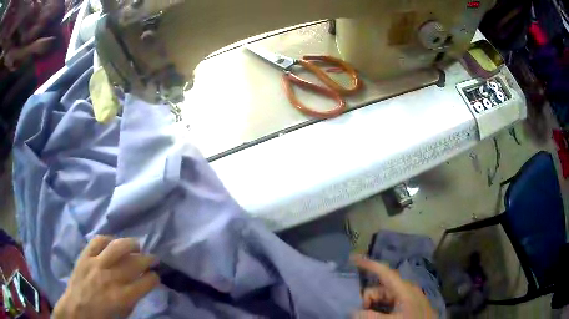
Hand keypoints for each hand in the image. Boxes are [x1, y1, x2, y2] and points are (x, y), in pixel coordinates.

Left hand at [53, 236, 159, 318]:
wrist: (77, 309)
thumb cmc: (102, 316)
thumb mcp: (123, 314)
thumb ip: (134, 299)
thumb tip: (142, 285)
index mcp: (123, 296)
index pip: (146, 282)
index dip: (154, 278)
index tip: (156, 276)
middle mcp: (112, 278)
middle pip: (135, 262)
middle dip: (148, 259)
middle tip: (153, 258)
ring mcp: (97, 264)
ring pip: (117, 247)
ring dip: (131, 244)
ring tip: (137, 244)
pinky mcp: (85, 256)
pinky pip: (98, 241)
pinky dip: (107, 239)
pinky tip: (112, 242)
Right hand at [353, 256, 436, 317]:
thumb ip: (370, 316)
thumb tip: (352, 311)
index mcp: (403, 288)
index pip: (384, 272)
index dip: (368, 264)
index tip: (352, 258)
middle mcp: (404, 290)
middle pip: (379, 289)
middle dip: (366, 299)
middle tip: (360, 313)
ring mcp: (405, 298)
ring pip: (381, 298)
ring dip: (372, 307)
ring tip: (367, 316)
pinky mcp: (406, 306)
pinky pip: (387, 304)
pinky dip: (378, 310)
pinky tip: (376, 316)